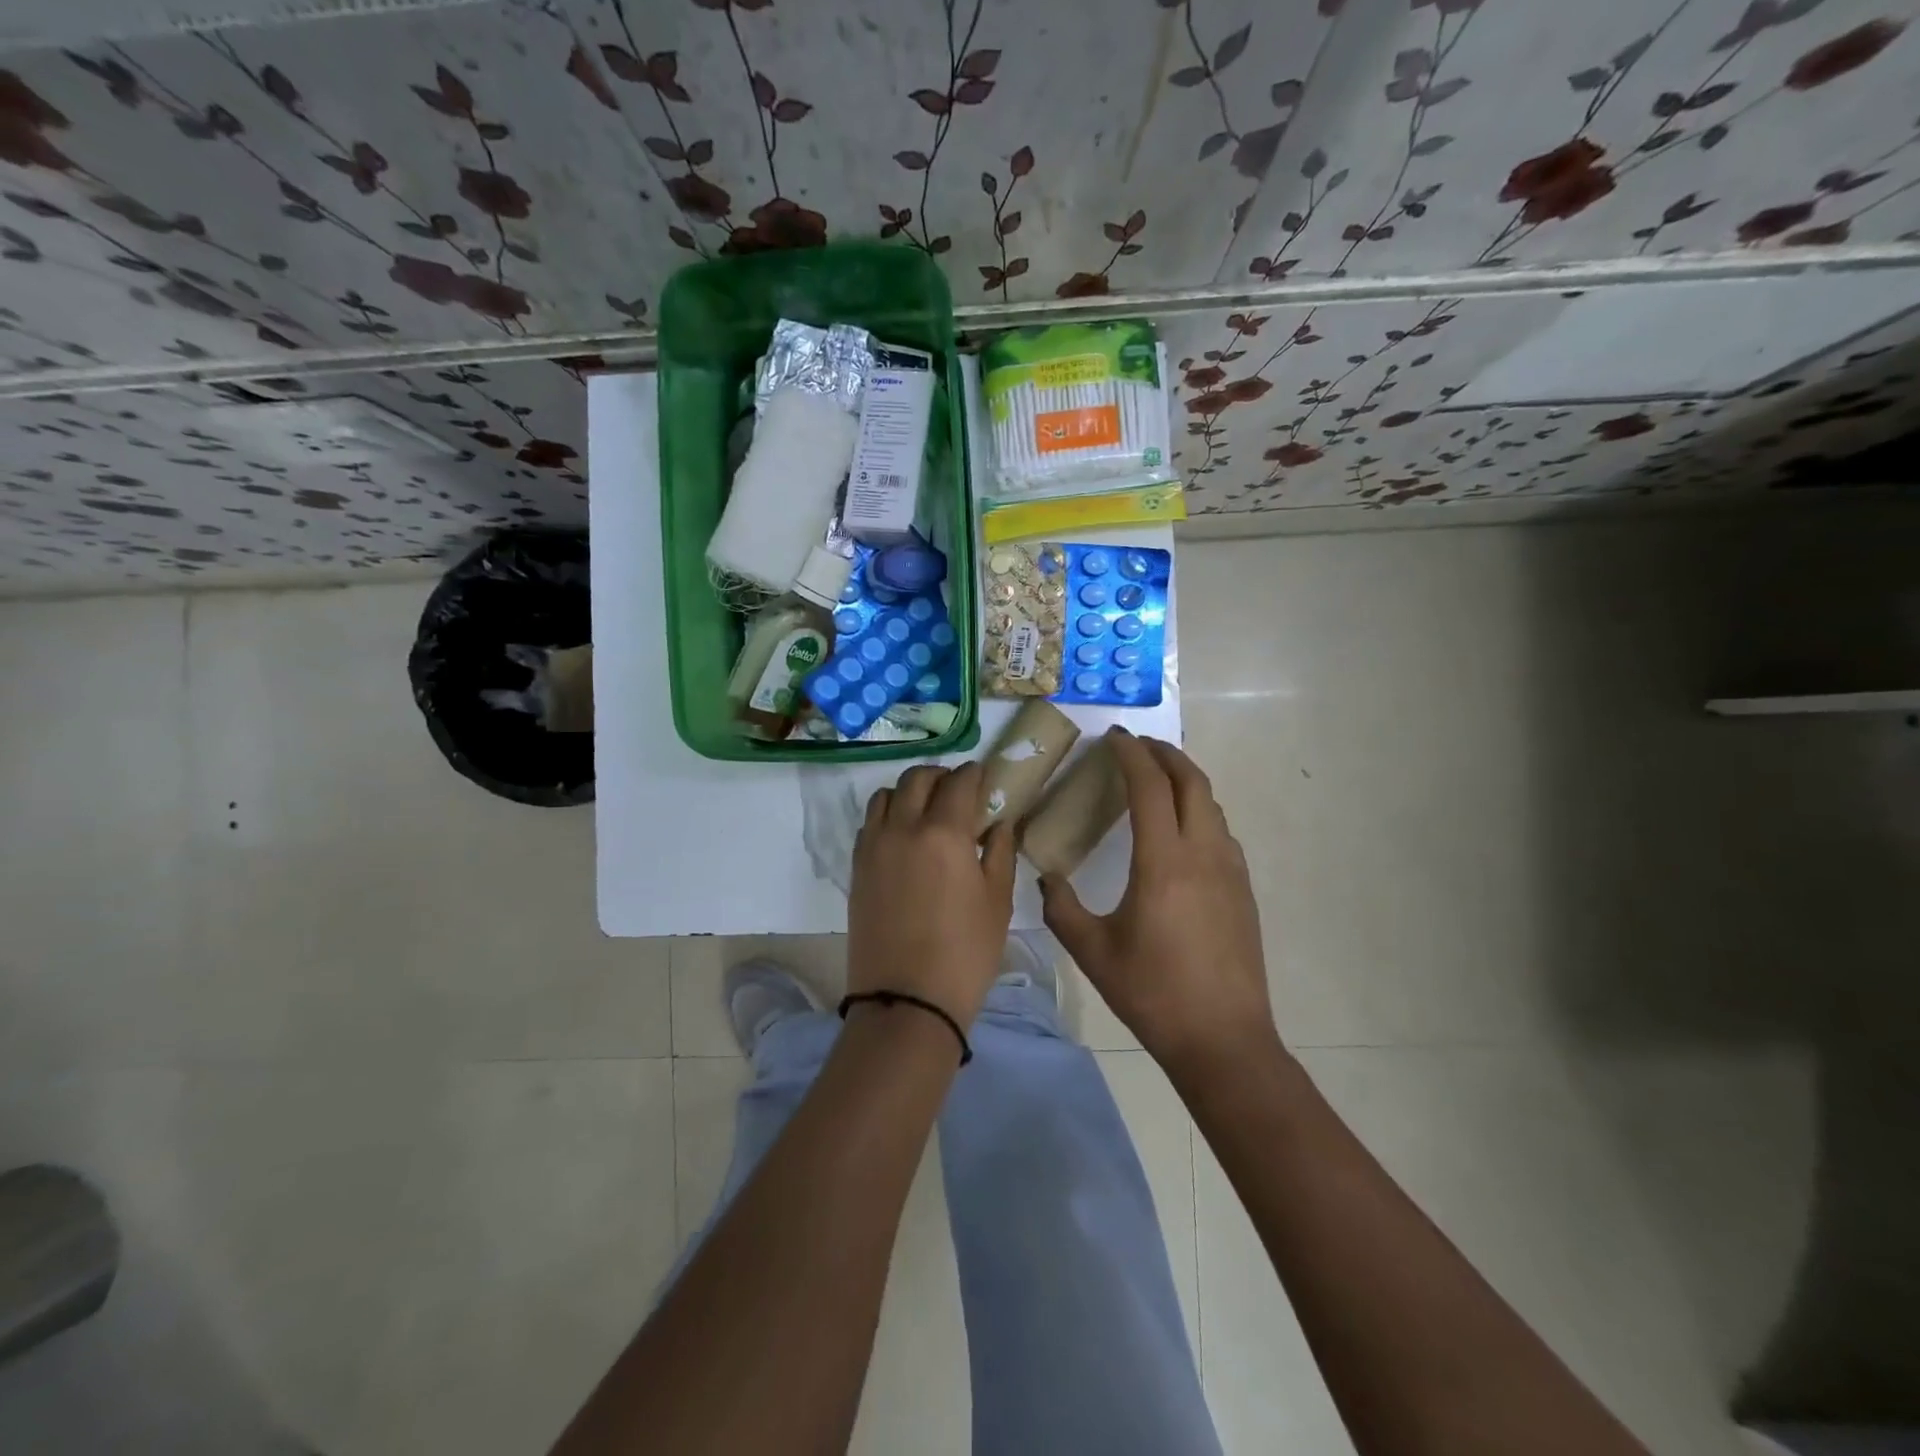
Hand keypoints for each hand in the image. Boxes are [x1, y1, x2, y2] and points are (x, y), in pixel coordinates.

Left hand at [848, 762, 1016, 1026]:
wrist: (906, 1000)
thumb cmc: (965, 953)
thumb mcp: (997, 902)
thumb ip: (1000, 853)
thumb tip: (998, 824)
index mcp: (944, 833)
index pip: (958, 782)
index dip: (974, 774)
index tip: (983, 778)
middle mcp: (903, 828)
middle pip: (917, 779)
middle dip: (940, 775)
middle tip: (957, 791)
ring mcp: (874, 846)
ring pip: (885, 795)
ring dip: (908, 792)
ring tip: (927, 811)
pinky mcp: (857, 867)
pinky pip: (870, 823)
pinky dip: (888, 815)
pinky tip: (904, 837)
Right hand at [1041, 730, 1277, 1077]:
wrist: (1223, 1039)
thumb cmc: (1152, 993)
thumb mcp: (1092, 951)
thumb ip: (1061, 908)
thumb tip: (1046, 878)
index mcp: (1164, 862)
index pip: (1150, 786)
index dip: (1131, 755)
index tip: (1112, 738)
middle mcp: (1203, 853)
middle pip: (1191, 781)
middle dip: (1164, 753)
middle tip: (1135, 746)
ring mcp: (1230, 870)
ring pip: (1211, 803)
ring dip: (1184, 779)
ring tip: (1156, 779)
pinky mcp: (1242, 889)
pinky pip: (1220, 830)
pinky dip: (1198, 809)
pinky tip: (1179, 829)